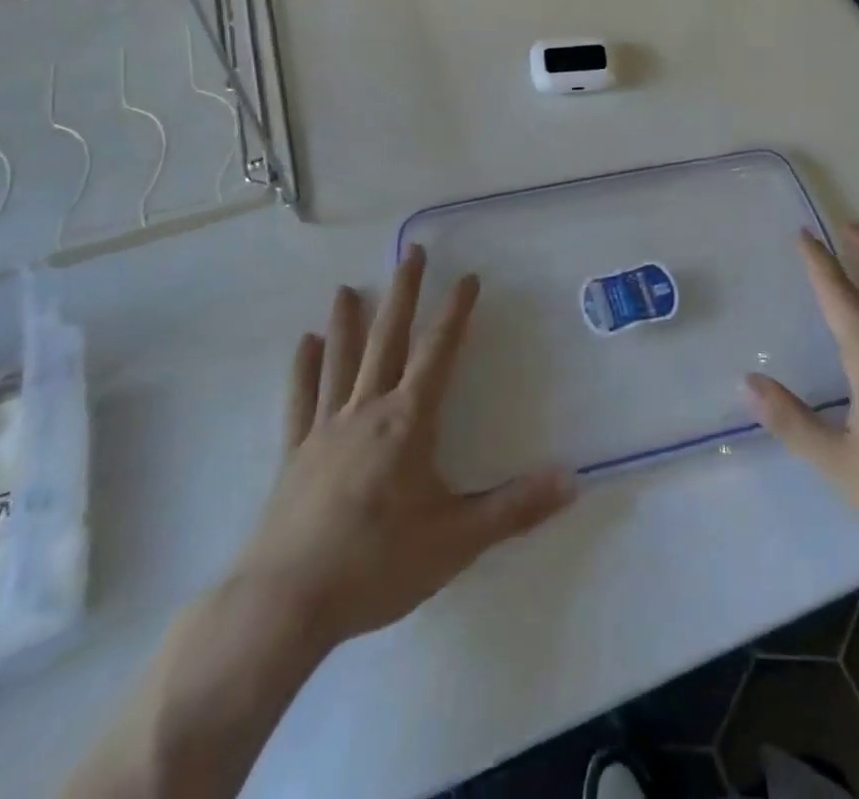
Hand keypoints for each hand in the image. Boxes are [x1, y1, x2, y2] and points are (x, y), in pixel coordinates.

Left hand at [229, 246, 575, 656]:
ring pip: (341, 361)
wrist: (285, 605)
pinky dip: (304, 369)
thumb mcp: (458, 541)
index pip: (439, 352)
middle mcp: (367, 410)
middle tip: (412, 253)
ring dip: (348, 321)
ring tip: (348, 287)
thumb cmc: (376, 566)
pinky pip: (301, 400)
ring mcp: (325, 430)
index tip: (468, 277)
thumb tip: (573, 479)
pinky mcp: (295, 455)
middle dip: (404, 294)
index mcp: (409, 421)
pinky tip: (305, 344)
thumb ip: (516, 508)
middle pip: (388, 340)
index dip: (456, 312)